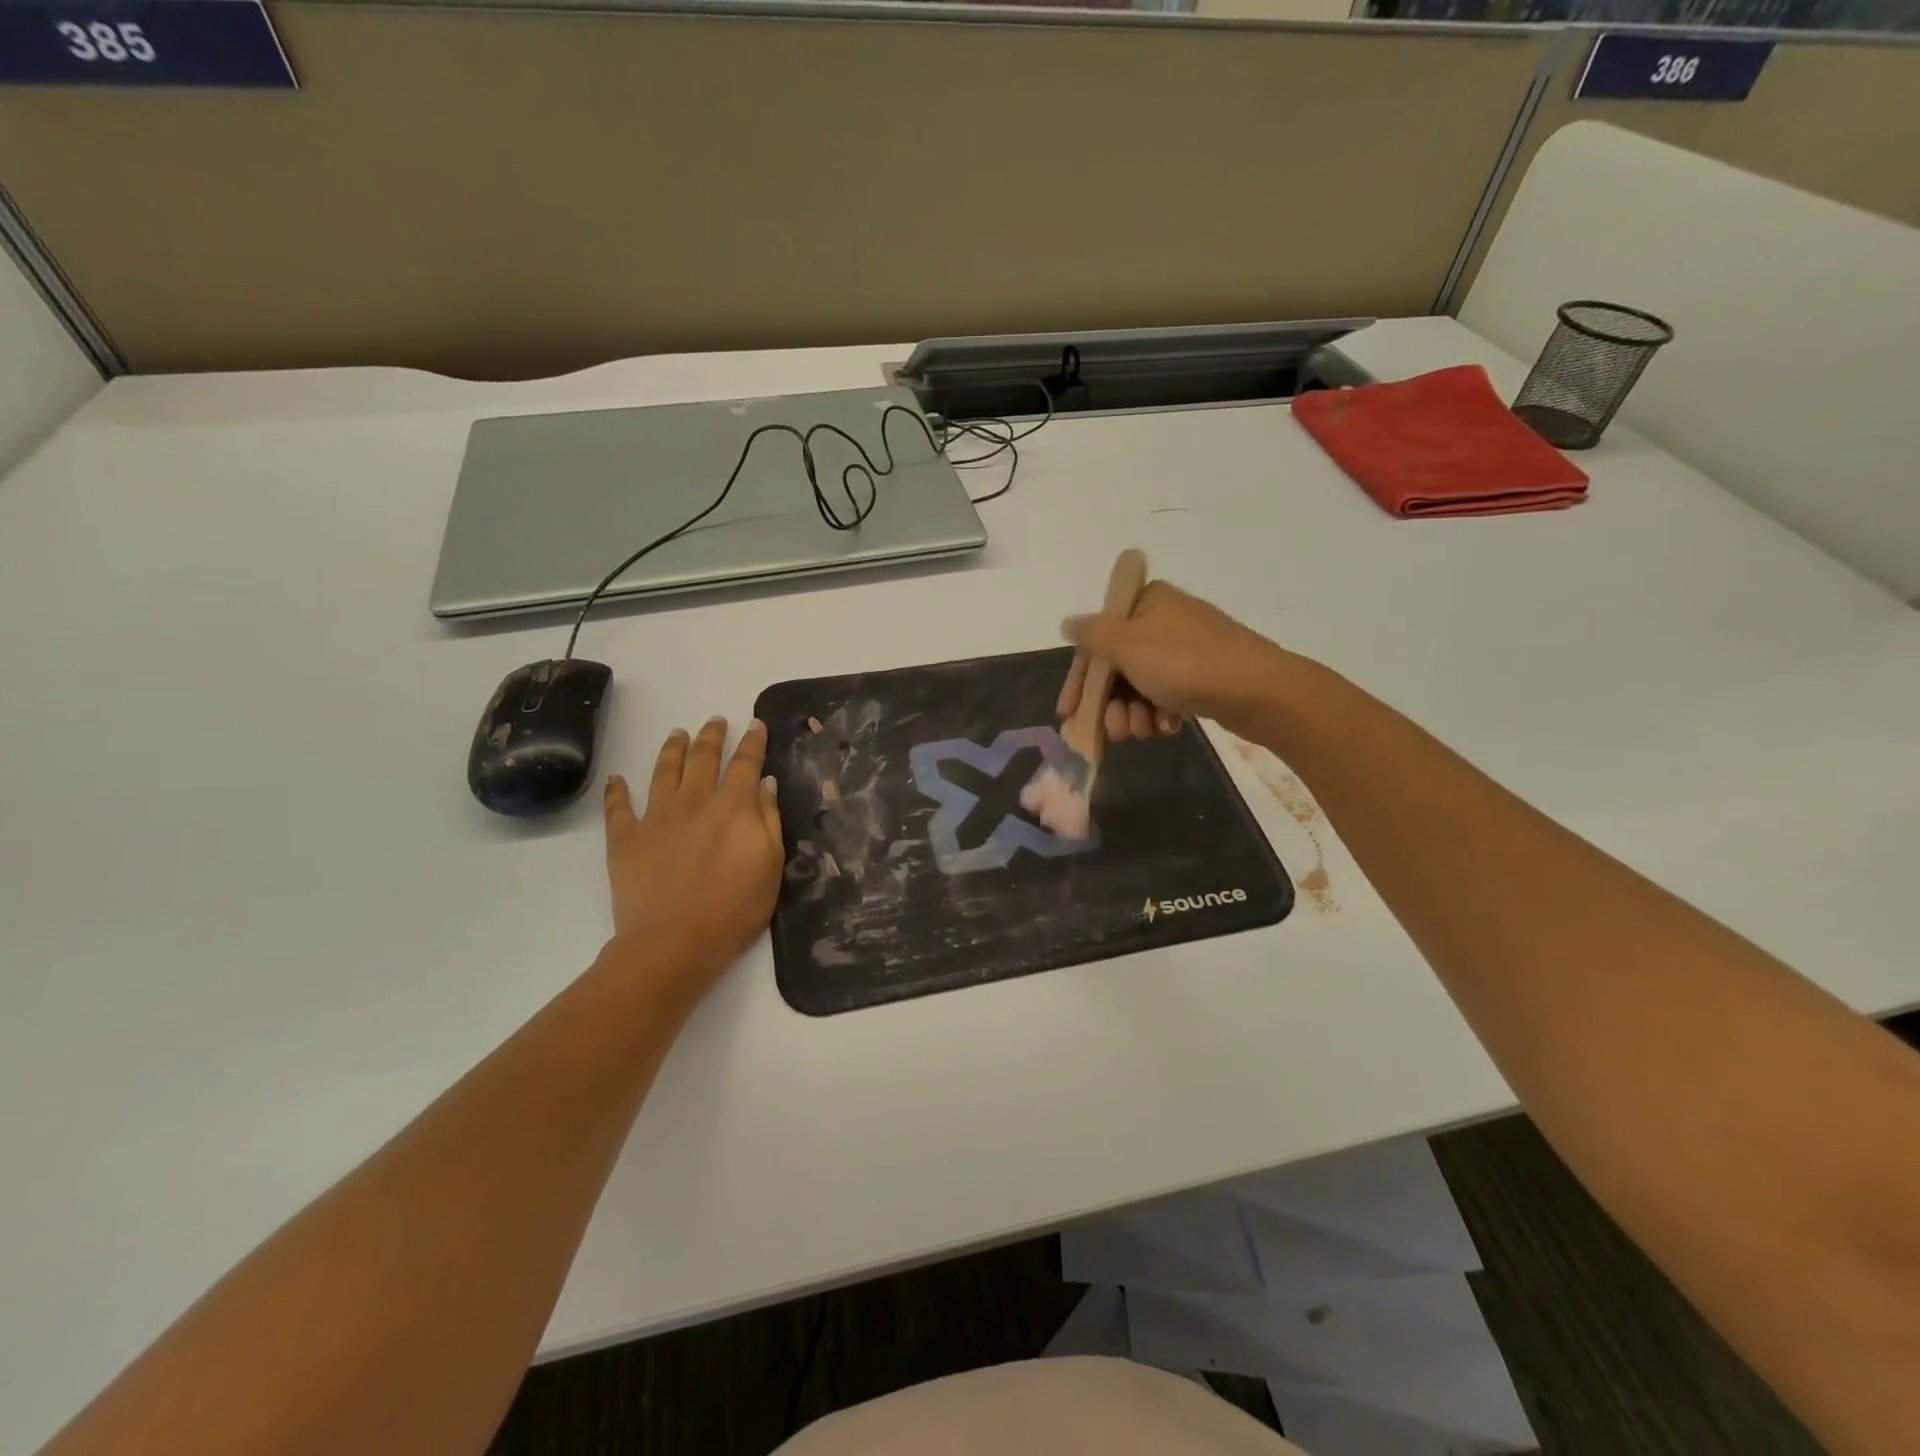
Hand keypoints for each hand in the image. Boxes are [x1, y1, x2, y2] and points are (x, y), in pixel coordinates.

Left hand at [602, 717, 783, 999]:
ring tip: (678, 734)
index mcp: (733, 806)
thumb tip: (766, 783)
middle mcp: (694, 801)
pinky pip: (618, 808)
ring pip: (664, 771)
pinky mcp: (626, 839)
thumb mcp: (771, 864)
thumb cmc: (735, 908)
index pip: (746, 763)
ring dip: (672, 749)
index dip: (753, 742)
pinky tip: (617, 779)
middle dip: (712, 736)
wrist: (676, 942)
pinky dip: (617, 791)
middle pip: (703, 757)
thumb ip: (769, 820)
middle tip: (716, 721)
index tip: (756, 724)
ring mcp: (656, 817)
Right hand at [1057, 580, 1292, 740]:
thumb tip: (1067, 622)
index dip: (1081, 679)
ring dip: (1134, 714)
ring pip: (1141, 686)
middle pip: (1118, 667)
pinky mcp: (1204, 675)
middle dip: (1111, 704)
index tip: (1068, 713)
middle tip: (1113, 731)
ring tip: (1144, 732)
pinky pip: (1167, 695)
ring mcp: (1186, 649)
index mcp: (1146, 603)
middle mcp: (1164, 620)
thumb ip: (1092, 634)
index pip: (1097, 640)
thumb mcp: (1127, 644)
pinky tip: (1167, 728)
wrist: (1258, 690)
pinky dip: (1160, 714)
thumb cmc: (1185, 663)